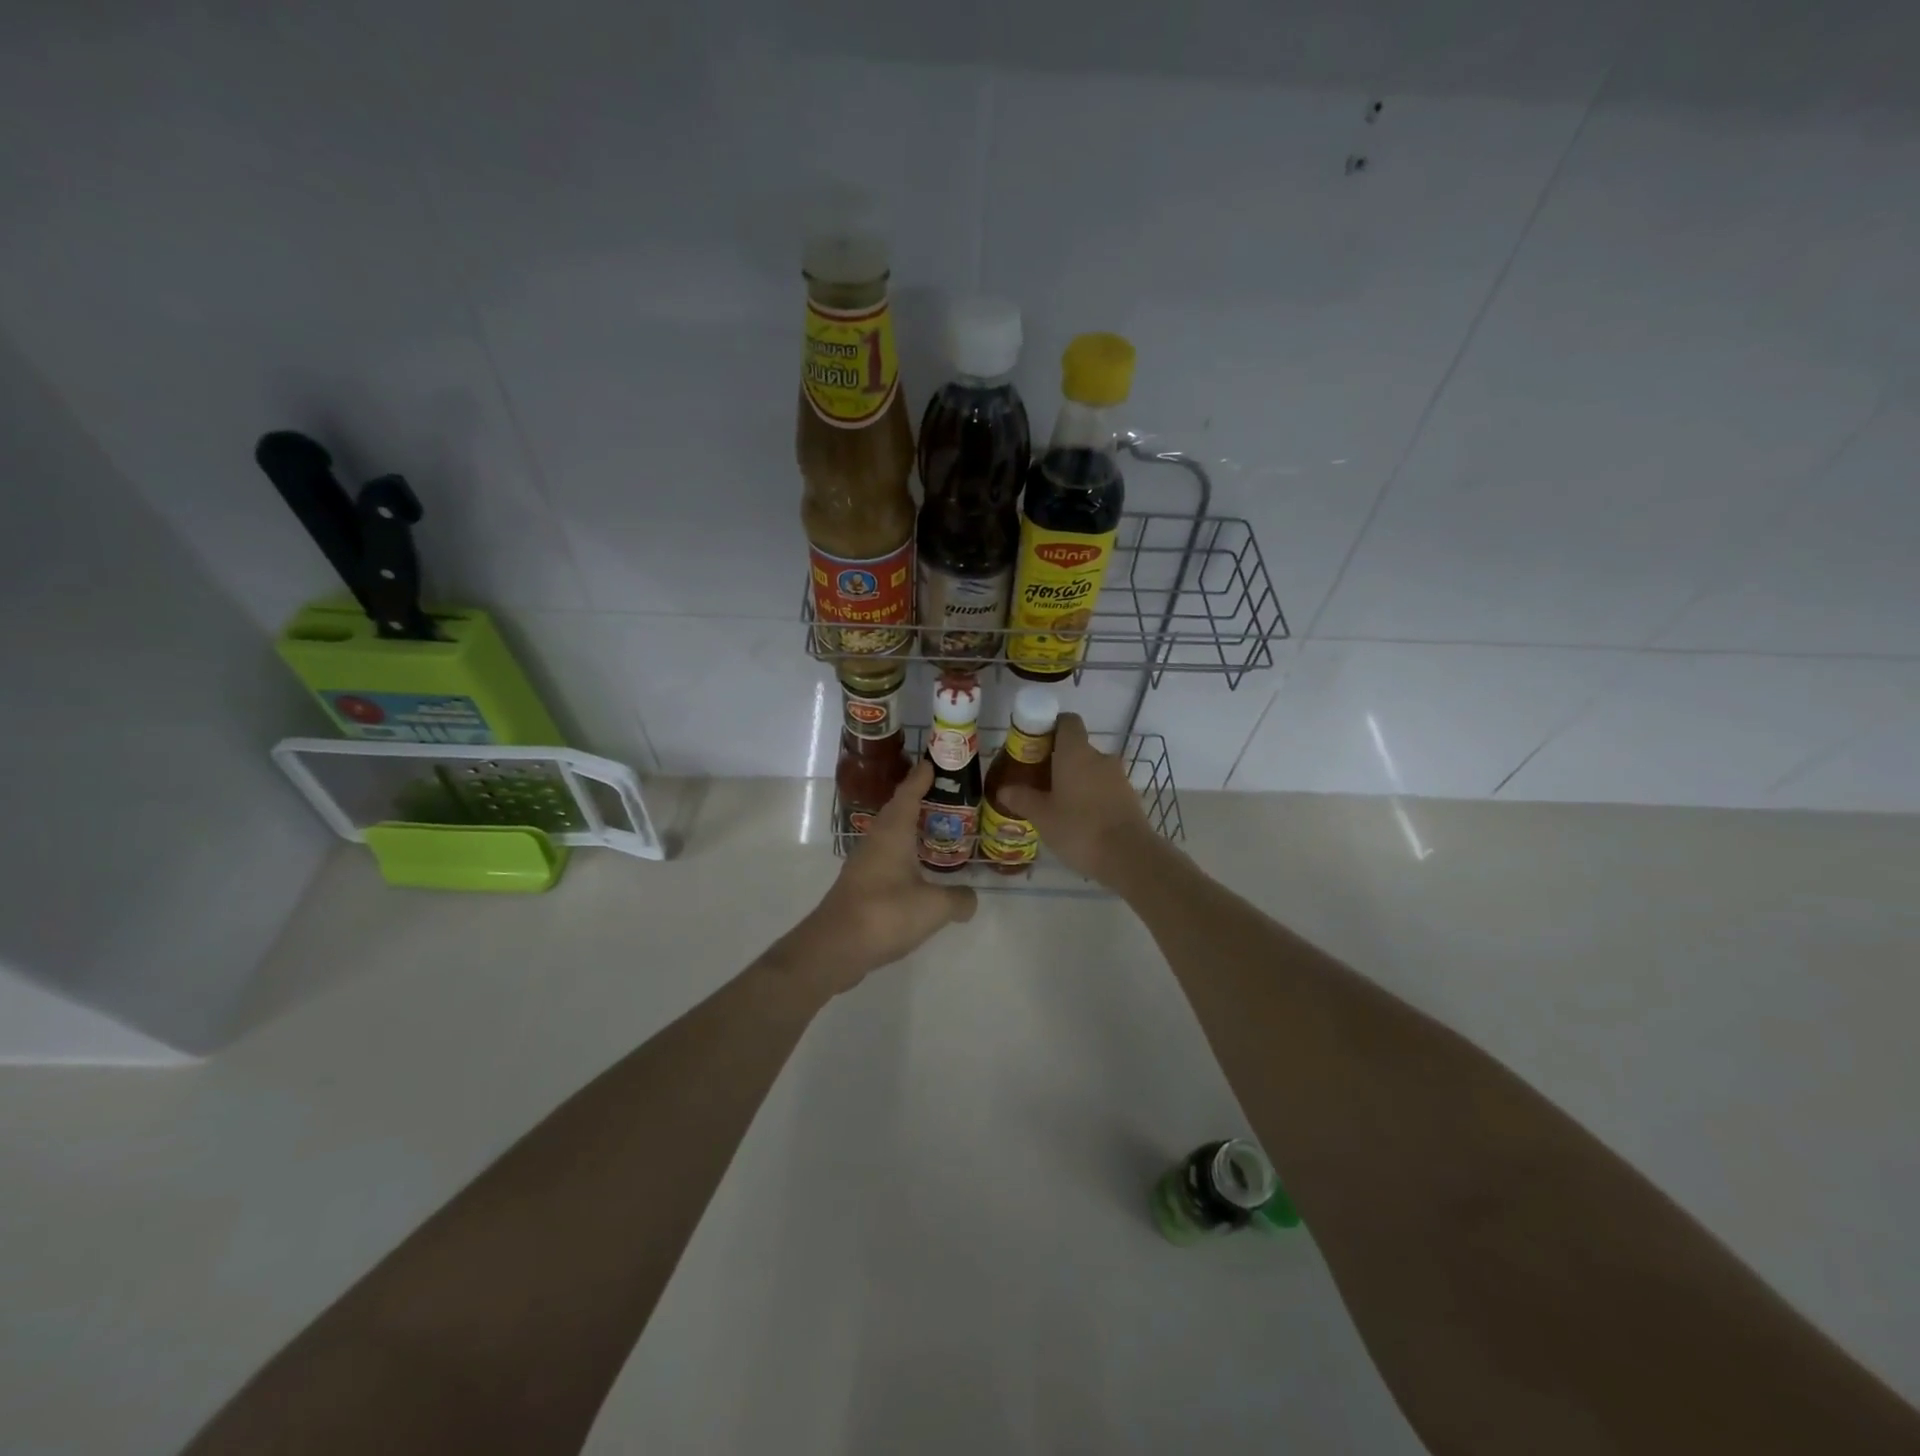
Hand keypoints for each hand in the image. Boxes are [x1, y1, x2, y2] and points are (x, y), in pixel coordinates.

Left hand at [775, 759, 976, 996]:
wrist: (835, 947)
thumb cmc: (886, 914)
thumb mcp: (935, 907)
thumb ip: (958, 899)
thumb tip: (971, 898)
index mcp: (893, 833)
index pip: (908, 794)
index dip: (920, 778)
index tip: (931, 762)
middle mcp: (875, 841)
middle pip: (897, 812)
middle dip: (916, 801)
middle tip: (941, 796)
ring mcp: (863, 864)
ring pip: (889, 837)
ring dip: (908, 830)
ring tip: (933, 831)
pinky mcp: (859, 887)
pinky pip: (885, 860)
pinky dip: (903, 856)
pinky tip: (917, 872)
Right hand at [996, 713, 1161, 886]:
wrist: (1129, 856)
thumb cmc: (1079, 828)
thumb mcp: (1042, 816)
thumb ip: (1022, 799)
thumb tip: (1004, 789)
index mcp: (1075, 752)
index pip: (1067, 721)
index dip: (1051, 727)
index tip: (1035, 745)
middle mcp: (1099, 757)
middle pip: (1077, 748)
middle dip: (1058, 761)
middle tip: (1039, 782)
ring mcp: (1118, 777)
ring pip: (1091, 770)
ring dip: (1076, 781)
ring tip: (1057, 805)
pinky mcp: (1129, 797)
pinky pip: (1104, 788)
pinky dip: (1091, 797)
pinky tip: (1079, 820)